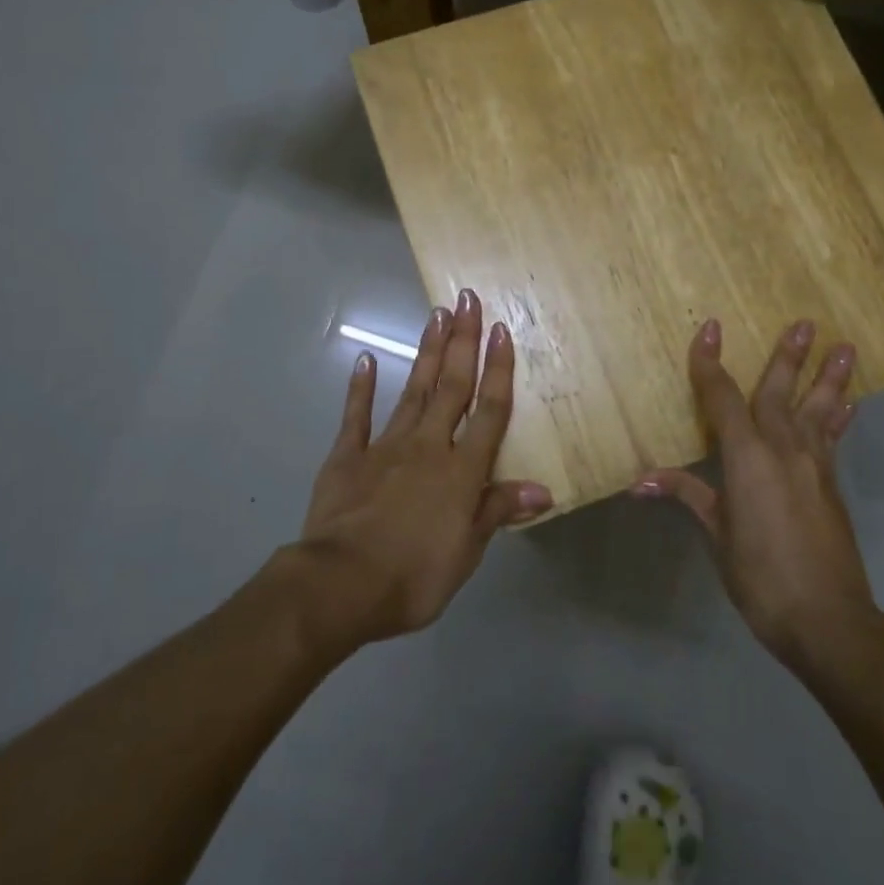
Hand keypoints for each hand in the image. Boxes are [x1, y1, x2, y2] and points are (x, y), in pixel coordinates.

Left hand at [296, 288, 551, 646]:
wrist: (340, 585)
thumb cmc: (413, 576)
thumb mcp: (466, 553)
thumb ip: (497, 511)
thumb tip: (543, 489)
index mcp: (461, 471)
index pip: (489, 411)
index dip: (498, 370)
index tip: (501, 329)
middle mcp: (428, 446)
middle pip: (451, 386)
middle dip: (462, 341)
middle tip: (466, 299)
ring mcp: (385, 447)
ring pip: (413, 391)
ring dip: (427, 353)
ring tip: (436, 314)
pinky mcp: (347, 458)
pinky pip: (357, 417)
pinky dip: (361, 388)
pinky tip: (367, 360)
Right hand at [634, 318, 877, 670]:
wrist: (827, 618)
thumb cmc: (760, 576)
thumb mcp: (717, 536)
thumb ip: (687, 496)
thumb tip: (641, 480)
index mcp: (747, 458)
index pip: (723, 400)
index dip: (711, 364)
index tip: (710, 330)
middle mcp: (783, 451)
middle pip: (780, 394)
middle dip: (788, 356)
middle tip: (805, 322)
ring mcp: (813, 466)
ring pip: (818, 410)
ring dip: (828, 377)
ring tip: (845, 347)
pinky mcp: (831, 486)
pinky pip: (832, 439)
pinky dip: (839, 417)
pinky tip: (848, 404)